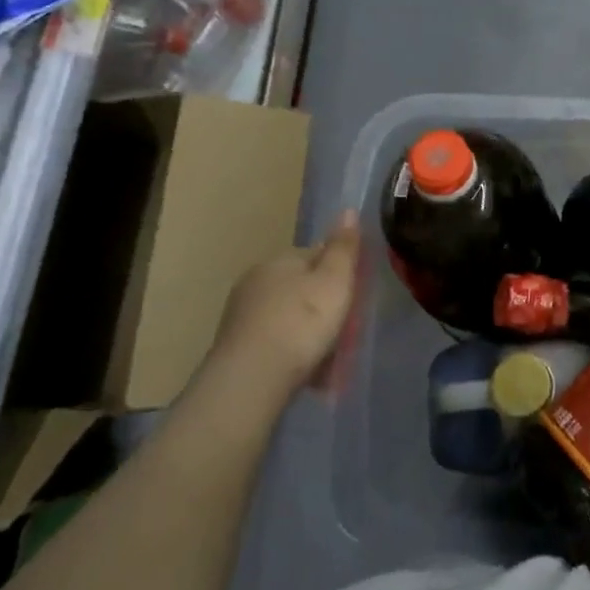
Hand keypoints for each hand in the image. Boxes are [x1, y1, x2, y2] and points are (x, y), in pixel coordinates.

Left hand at [207, 211, 359, 396]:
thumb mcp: (335, 281)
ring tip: (328, 361)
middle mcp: (255, 281)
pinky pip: (274, 343)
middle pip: (301, 287)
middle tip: (344, 331)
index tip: (354, 296)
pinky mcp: (235, 348)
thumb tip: (349, 210)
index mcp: (279, 260)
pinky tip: (305, 374)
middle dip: (322, 306)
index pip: (315, 255)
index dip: (338, 273)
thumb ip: (343, 248)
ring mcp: (241, 316)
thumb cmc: (301, 323)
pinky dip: (291, 353)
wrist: (251, 380)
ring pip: (287, 317)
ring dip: (307, 333)